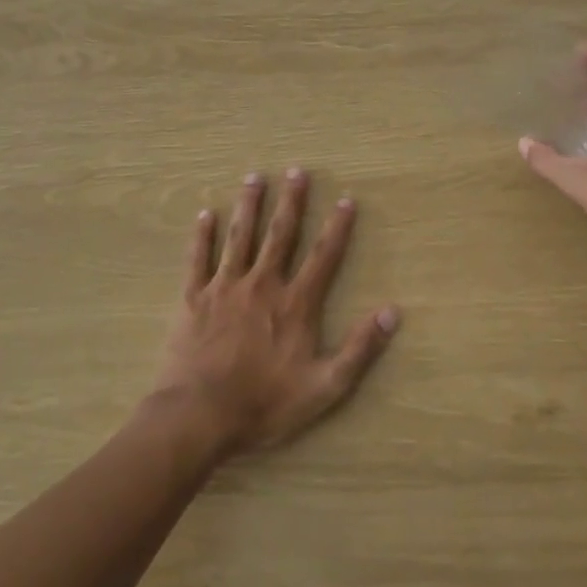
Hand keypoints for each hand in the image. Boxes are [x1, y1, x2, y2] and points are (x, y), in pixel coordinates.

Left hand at [151, 169, 399, 457]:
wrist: (199, 416)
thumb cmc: (265, 404)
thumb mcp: (325, 387)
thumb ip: (359, 349)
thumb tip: (392, 312)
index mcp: (295, 304)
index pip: (323, 256)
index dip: (337, 227)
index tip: (345, 199)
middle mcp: (262, 285)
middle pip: (281, 235)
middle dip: (291, 202)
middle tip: (296, 171)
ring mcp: (225, 288)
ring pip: (240, 237)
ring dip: (249, 205)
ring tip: (254, 177)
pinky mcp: (193, 299)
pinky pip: (198, 259)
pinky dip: (202, 235)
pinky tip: (204, 214)